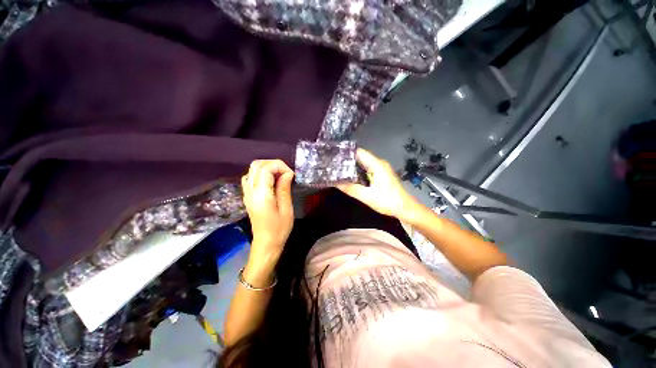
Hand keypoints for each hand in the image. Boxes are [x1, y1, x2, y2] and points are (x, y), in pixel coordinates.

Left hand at [241, 160, 294, 275]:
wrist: (266, 243)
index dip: (280, 166)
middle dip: (273, 164)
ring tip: (280, 176)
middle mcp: (250, 191)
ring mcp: (247, 193)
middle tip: (286, 173)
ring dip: (267, 168)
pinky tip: (271, 182)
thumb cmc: (279, 229)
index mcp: (261, 195)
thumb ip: (284, 188)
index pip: (265, 169)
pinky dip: (261, 174)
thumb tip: (287, 173)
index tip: (291, 175)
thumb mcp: (286, 209)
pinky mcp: (248, 196)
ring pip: (252, 170)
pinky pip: (251, 177)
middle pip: (256, 165)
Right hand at [337, 149, 419, 222]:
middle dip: (347, 161)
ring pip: (363, 163)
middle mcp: (379, 163)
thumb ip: (351, 189)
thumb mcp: (367, 196)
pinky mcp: (380, 175)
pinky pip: (366, 169)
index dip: (346, 153)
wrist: (405, 209)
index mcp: (376, 165)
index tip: (334, 157)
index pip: (359, 152)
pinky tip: (349, 177)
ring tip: (338, 170)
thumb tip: (335, 183)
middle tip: (333, 165)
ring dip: (352, 167)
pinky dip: (358, 172)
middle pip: (360, 157)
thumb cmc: (388, 201)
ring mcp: (380, 169)